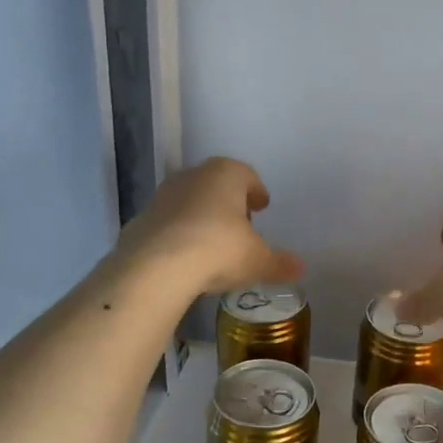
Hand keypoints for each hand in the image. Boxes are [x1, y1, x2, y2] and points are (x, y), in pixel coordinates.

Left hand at [116, 158, 302, 296]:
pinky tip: (186, 256)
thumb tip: (300, 268)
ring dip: (202, 216)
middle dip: (229, 202)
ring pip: (190, 200)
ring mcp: (163, 195)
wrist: (156, 266)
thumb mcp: (257, 261)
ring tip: (213, 242)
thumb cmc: (219, 249)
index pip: (247, 175)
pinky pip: (169, 223)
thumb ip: (279, 263)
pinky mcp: (142, 218)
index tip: (262, 205)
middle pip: (216, 184)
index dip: (256, 191)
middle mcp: (193, 175)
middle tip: (240, 224)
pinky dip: (180, 233)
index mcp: (226, 174)